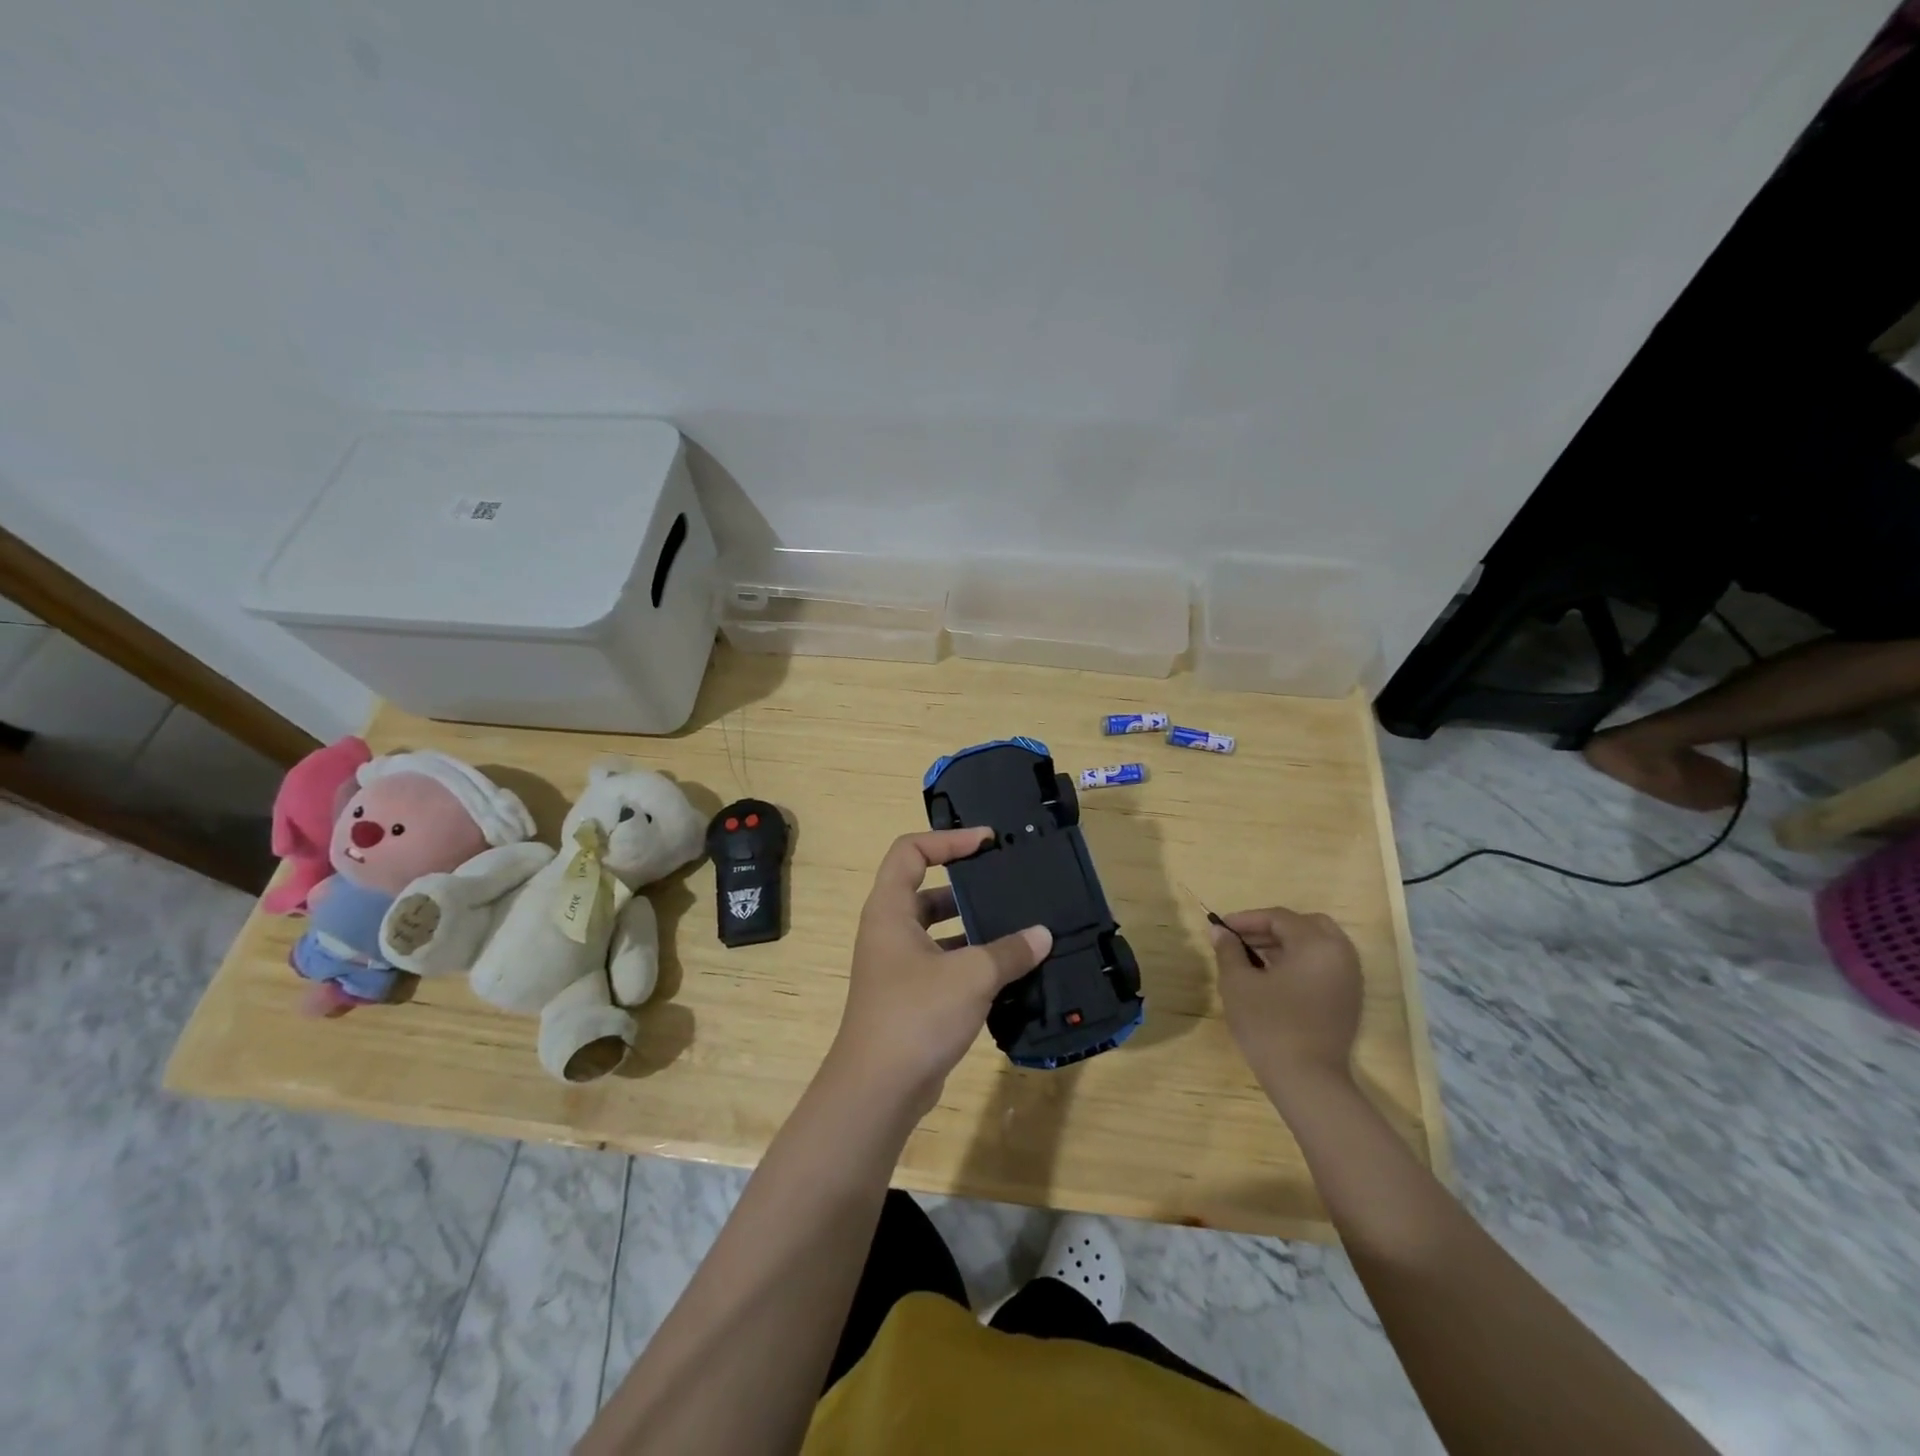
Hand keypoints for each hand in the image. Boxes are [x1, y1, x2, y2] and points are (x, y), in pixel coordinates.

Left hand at [829, 828, 1052, 1114]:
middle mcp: (888, 931)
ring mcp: (897, 966)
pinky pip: (943, 964)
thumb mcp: (971, 975)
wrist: (878, 1090)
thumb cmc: (917, 1015)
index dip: (947, 839)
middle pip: (926, 889)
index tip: (987, 842)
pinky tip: (1008, 971)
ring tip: (1017, 926)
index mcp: (890, 910)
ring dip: (973, 927)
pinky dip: (971, 961)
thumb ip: (1009, 951)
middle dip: (966, 885)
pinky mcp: (909, 997)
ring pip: (937, 930)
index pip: (911, 851)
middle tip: (1007, 883)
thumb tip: (1042, 935)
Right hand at [1209, 907, 1362, 1099]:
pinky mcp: (1349, 1000)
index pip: (1279, 918)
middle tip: (1243, 940)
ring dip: (1287, 945)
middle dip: (1272, 928)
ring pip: (1318, 945)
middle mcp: (1340, 955)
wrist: (1307, 1081)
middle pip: (1306, 925)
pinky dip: (1301, 962)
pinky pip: (1325, 966)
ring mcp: (1349, 979)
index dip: (1246, 919)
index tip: (1220, 928)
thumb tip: (1219, 932)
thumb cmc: (1269, 1025)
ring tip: (1254, 959)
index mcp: (1316, 944)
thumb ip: (1229, 951)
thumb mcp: (1238, 984)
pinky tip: (1275, 979)